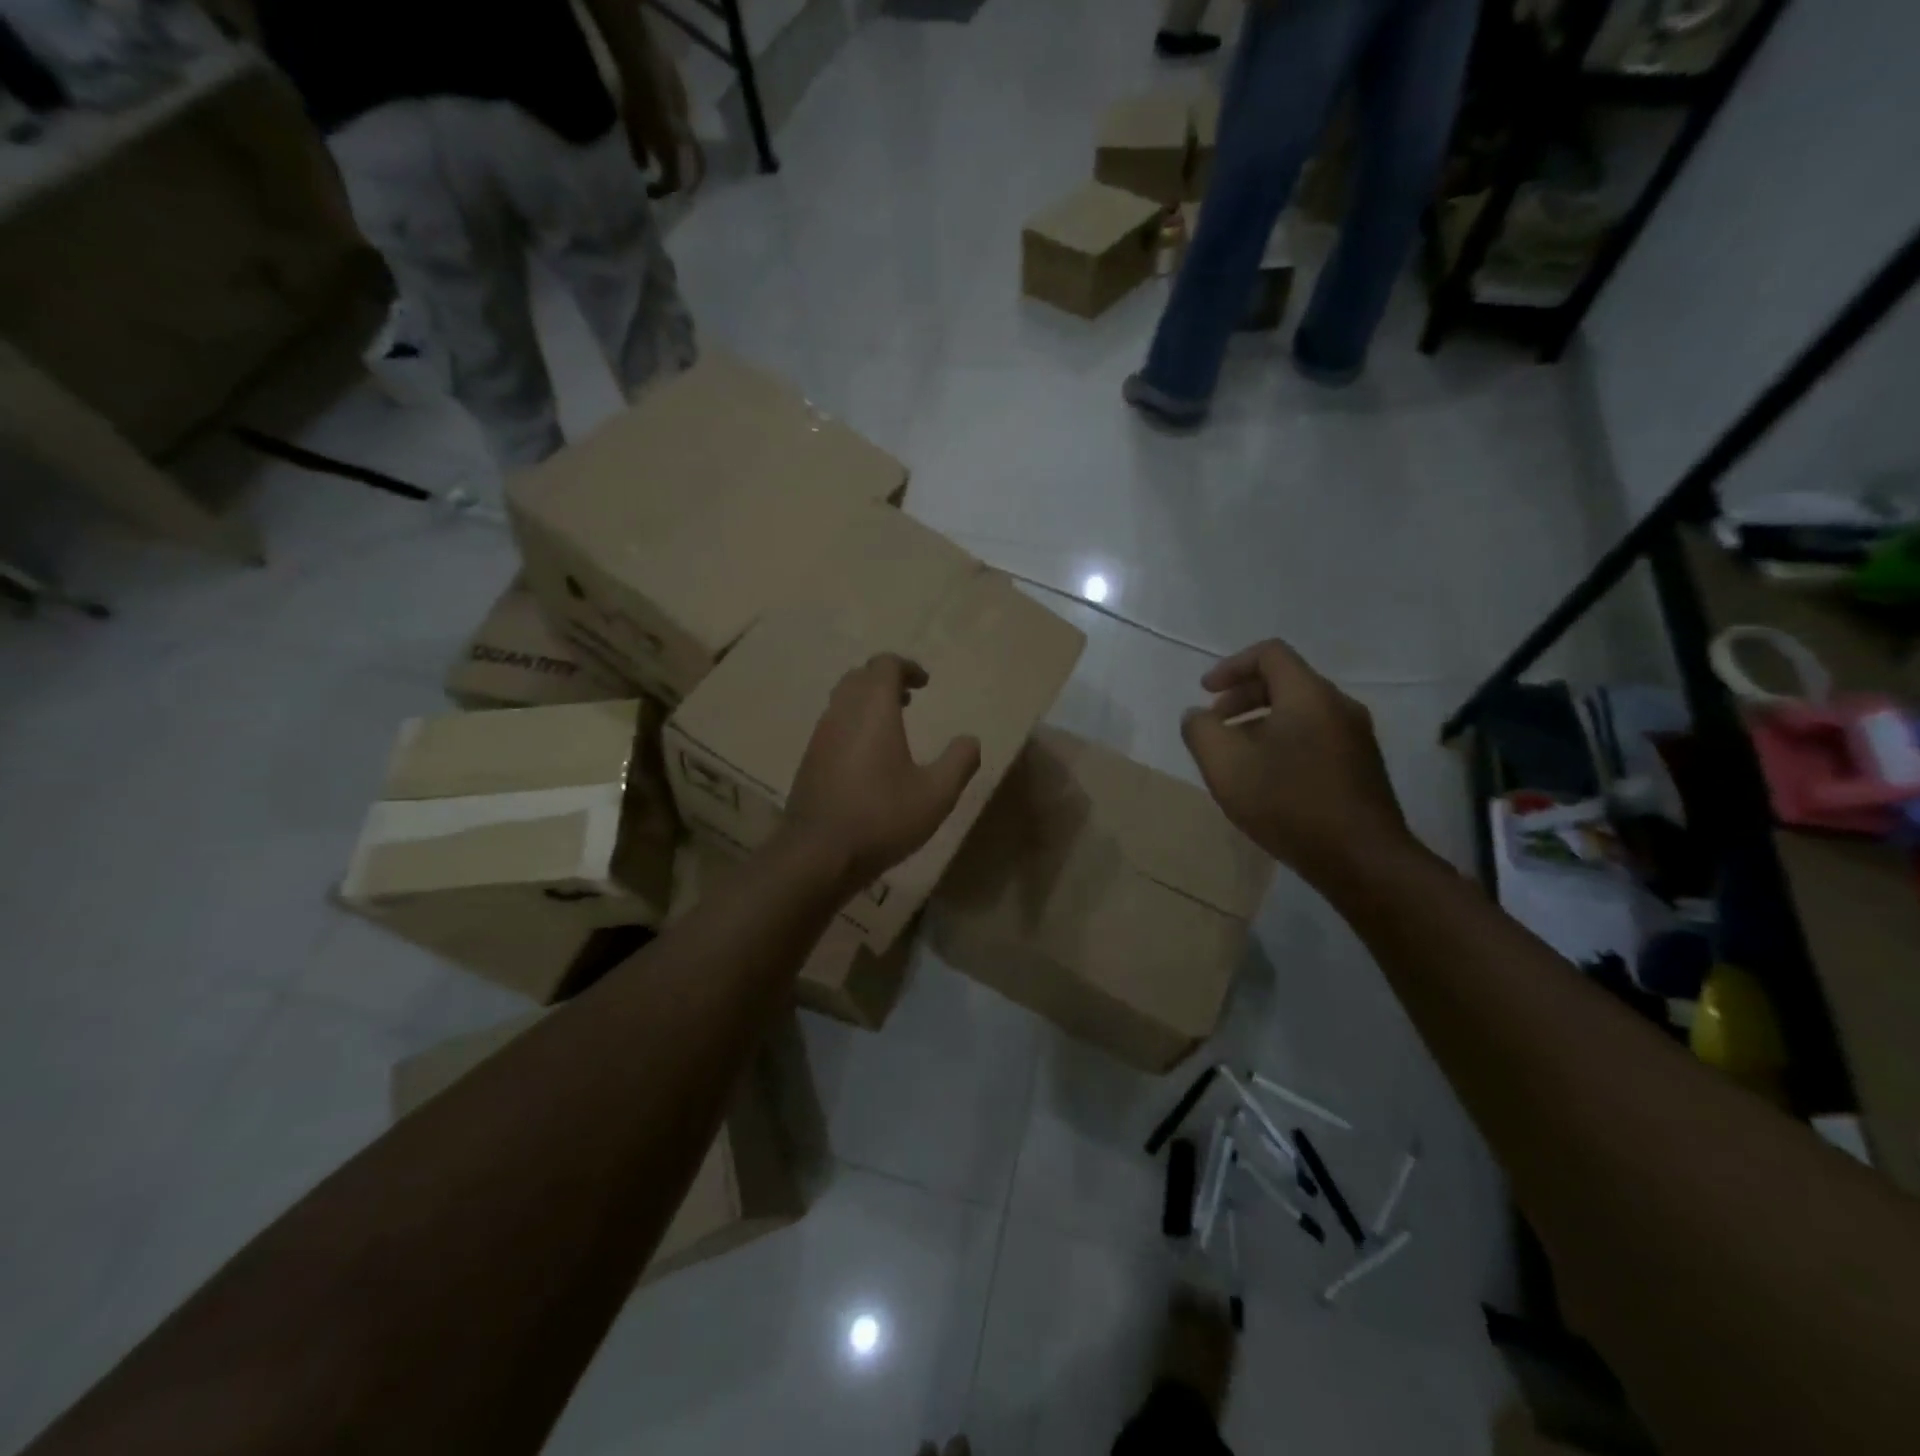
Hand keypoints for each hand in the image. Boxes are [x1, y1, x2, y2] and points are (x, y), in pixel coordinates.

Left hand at [627, 54, 702, 198]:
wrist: (646, 66)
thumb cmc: (636, 99)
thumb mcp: (632, 127)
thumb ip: (638, 151)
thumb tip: (644, 170)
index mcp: (671, 154)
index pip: (672, 183)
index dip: (662, 191)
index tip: (651, 192)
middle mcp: (685, 147)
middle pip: (694, 175)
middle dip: (686, 186)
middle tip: (678, 192)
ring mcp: (689, 132)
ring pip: (698, 160)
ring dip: (691, 170)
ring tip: (683, 174)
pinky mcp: (689, 117)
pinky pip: (692, 143)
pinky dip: (686, 151)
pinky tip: (676, 147)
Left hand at [785, 654, 981, 888]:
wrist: (818, 854)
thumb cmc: (881, 818)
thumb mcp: (936, 794)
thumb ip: (959, 762)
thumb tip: (971, 740)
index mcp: (873, 711)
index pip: (884, 665)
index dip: (907, 667)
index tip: (925, 683)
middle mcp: (842, 713)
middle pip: (859, 676)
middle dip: (885, 680)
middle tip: (909, 698)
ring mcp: (820, 736)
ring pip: (842, 700)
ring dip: (867, 702)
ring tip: (891, 725)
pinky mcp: (809, 760)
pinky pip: (832, 724)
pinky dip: (852, 723)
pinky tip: (867, 757)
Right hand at [1180, 639, 1412, 884]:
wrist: (1361, 859)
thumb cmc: (1287, 802)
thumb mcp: (1224, 765)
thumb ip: (1200, 731)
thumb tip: (1196, 716)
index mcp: (1308, 695)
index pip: (1269, 654)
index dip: (1231, 666)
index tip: (1205, 692)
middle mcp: (1339, 706)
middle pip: (1286, 682)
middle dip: (1242, 697)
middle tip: (1215, 724)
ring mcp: (1356, 738)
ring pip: (1301, 712)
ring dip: (1262, 722)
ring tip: (1237, 756)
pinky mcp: (1362, 767)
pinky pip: (1316, 737)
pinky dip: (1284, 742)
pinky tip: (1268, 780)